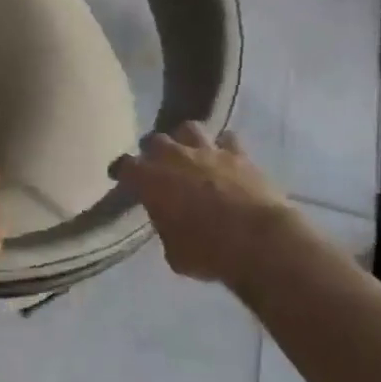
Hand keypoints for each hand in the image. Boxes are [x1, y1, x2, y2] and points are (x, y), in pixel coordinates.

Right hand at [112, 124, 289, 285]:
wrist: (259, 241)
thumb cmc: (208, 252)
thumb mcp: (174, 251)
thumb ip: (166, 228)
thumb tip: (170, 222)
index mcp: (150, 180)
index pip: (125, 166)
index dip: (122, 171)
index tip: (121, 177)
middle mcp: (174, 157)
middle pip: (155, 140)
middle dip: (153, 151)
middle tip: (157, 165)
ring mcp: (208, 151)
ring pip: (189, 129)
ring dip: (185, 140)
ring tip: (189, 153)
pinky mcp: (240, 154)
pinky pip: (227, 139)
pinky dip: (223, 147)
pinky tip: (224, 158)